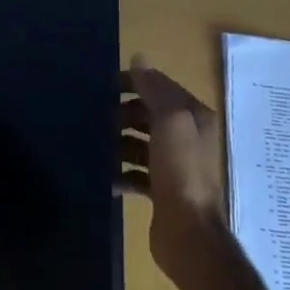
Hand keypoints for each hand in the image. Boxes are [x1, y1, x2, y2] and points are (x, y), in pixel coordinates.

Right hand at [118, 54, 228, 275]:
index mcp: (193, 117)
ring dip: (118, 143)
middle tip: (97, 120)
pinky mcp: (162, 190)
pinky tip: (107, 178)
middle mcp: (187, 137)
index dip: (134, 82)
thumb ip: (154, 89)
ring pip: (140, 144)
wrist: (188, 232)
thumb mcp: (170, 121)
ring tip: (97, 148)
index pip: (160, 87)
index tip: (103, 86)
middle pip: (149, 115)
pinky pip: (136, 173)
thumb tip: (139, 58)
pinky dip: (121, 173)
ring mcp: (175, 166)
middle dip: (123, 114)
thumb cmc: (180, 171)